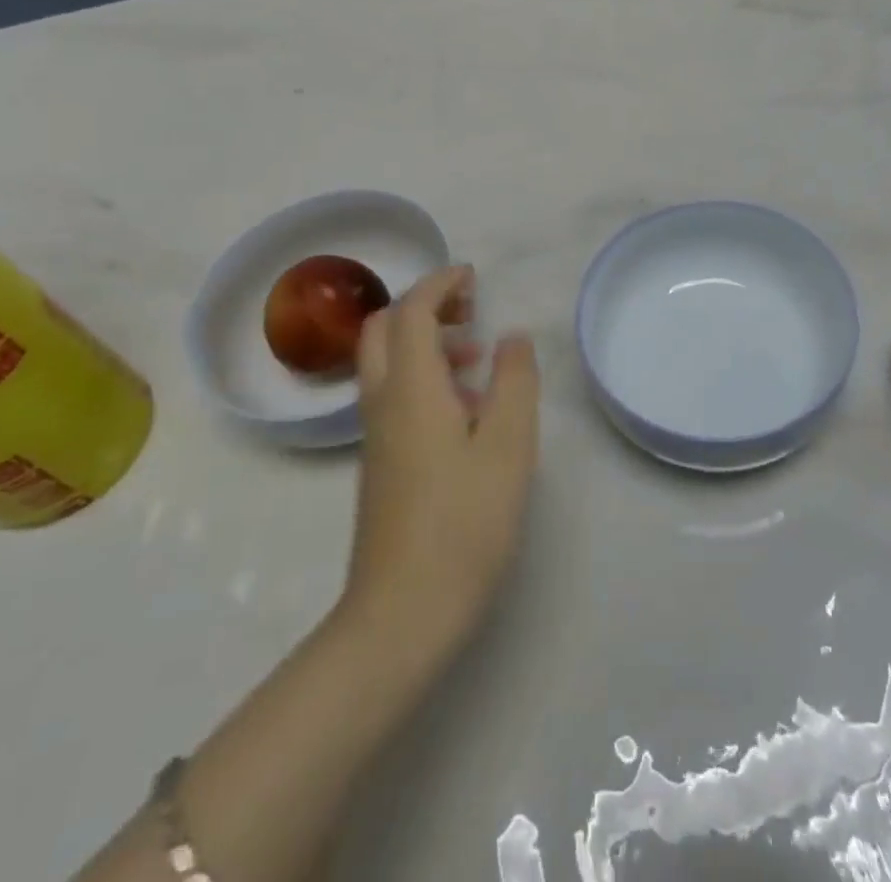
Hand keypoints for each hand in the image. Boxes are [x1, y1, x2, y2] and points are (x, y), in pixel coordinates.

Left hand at [343, 266, 539, 665]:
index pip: (411, 311)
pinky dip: (423, 376)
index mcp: (411, 388)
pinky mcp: (380, 464)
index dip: (439, 284)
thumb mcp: (508, 446)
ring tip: (477, 359)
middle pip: (383, 329)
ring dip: (424, 342)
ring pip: (386, 364)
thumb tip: (512, 338)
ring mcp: (376, 436)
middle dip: (423, 306)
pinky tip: (465, 411)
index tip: (473, 278)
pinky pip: (393, 395)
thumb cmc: (464, 522)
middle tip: (469, 310)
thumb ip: (514, 382)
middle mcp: (383, 403)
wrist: (402, 613)